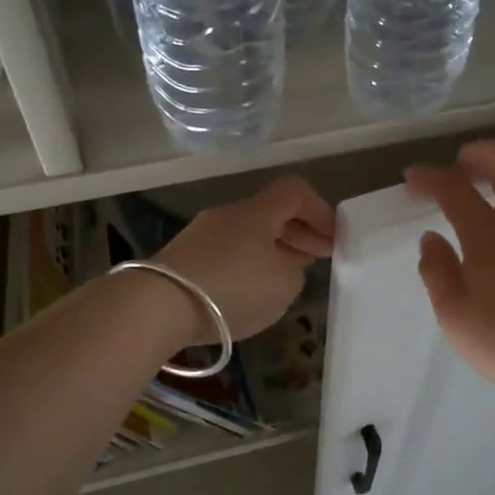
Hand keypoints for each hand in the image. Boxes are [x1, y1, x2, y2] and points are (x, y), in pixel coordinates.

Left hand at [155, 175, 335, 341]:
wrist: (160, 304)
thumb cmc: (233, 287)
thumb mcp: (284, 284)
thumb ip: (295, 270)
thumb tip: (284, 264)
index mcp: (258, 211)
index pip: (296, 191)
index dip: (320, 210)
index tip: (334, 237)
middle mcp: (229, 214)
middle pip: (271, 212)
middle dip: (299, 233)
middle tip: (319, 257)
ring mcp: (202, 235)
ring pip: (248, 234)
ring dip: (273, 250)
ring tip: (287, 276)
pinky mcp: (184, 259)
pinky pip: (227, 253)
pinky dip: (247, 265)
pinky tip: (251, 290)